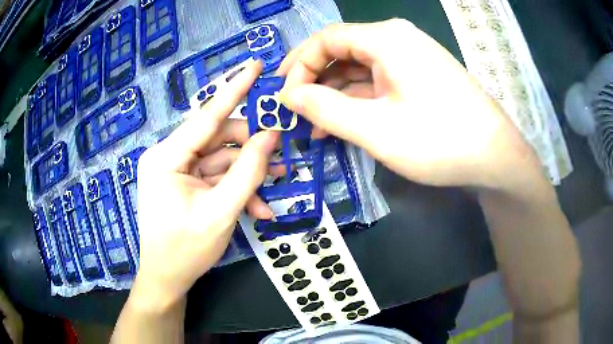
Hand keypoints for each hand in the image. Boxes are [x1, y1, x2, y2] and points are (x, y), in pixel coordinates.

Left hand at [132, 60, 278, 310]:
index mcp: (166, 157)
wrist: (168, 279)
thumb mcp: (221, 212)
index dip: (234, 89)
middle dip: (251, 150)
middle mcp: (169, 156)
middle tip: (282, 157)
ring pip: (221, 160)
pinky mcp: (185, 183)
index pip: (206, 115)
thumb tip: (271, 137)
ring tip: (276, 188)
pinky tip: (258, 208)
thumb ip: (247, 172)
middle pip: (218, 139)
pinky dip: (237, 189)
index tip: (255, 65)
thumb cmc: (186, 251)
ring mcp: (177, 170)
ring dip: (248, 175)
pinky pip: (216, 177)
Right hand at [278, 19, 541, 189]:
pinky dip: (359, 99)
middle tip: (295, 112)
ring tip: (314, 125)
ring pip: (360, 68)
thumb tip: (288, 96)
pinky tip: (344, 122)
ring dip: (335, 94)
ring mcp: (411, 58)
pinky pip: (379, 80)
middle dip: (315, 81)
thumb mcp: (375, 128)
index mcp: (386, 39)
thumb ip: (325, 108)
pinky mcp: (420, 77)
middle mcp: (398, 39)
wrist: (494, 157)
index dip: (299, 64)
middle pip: (342, 51)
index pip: (326, 39)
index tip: (283, 94)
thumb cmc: (439, 140)